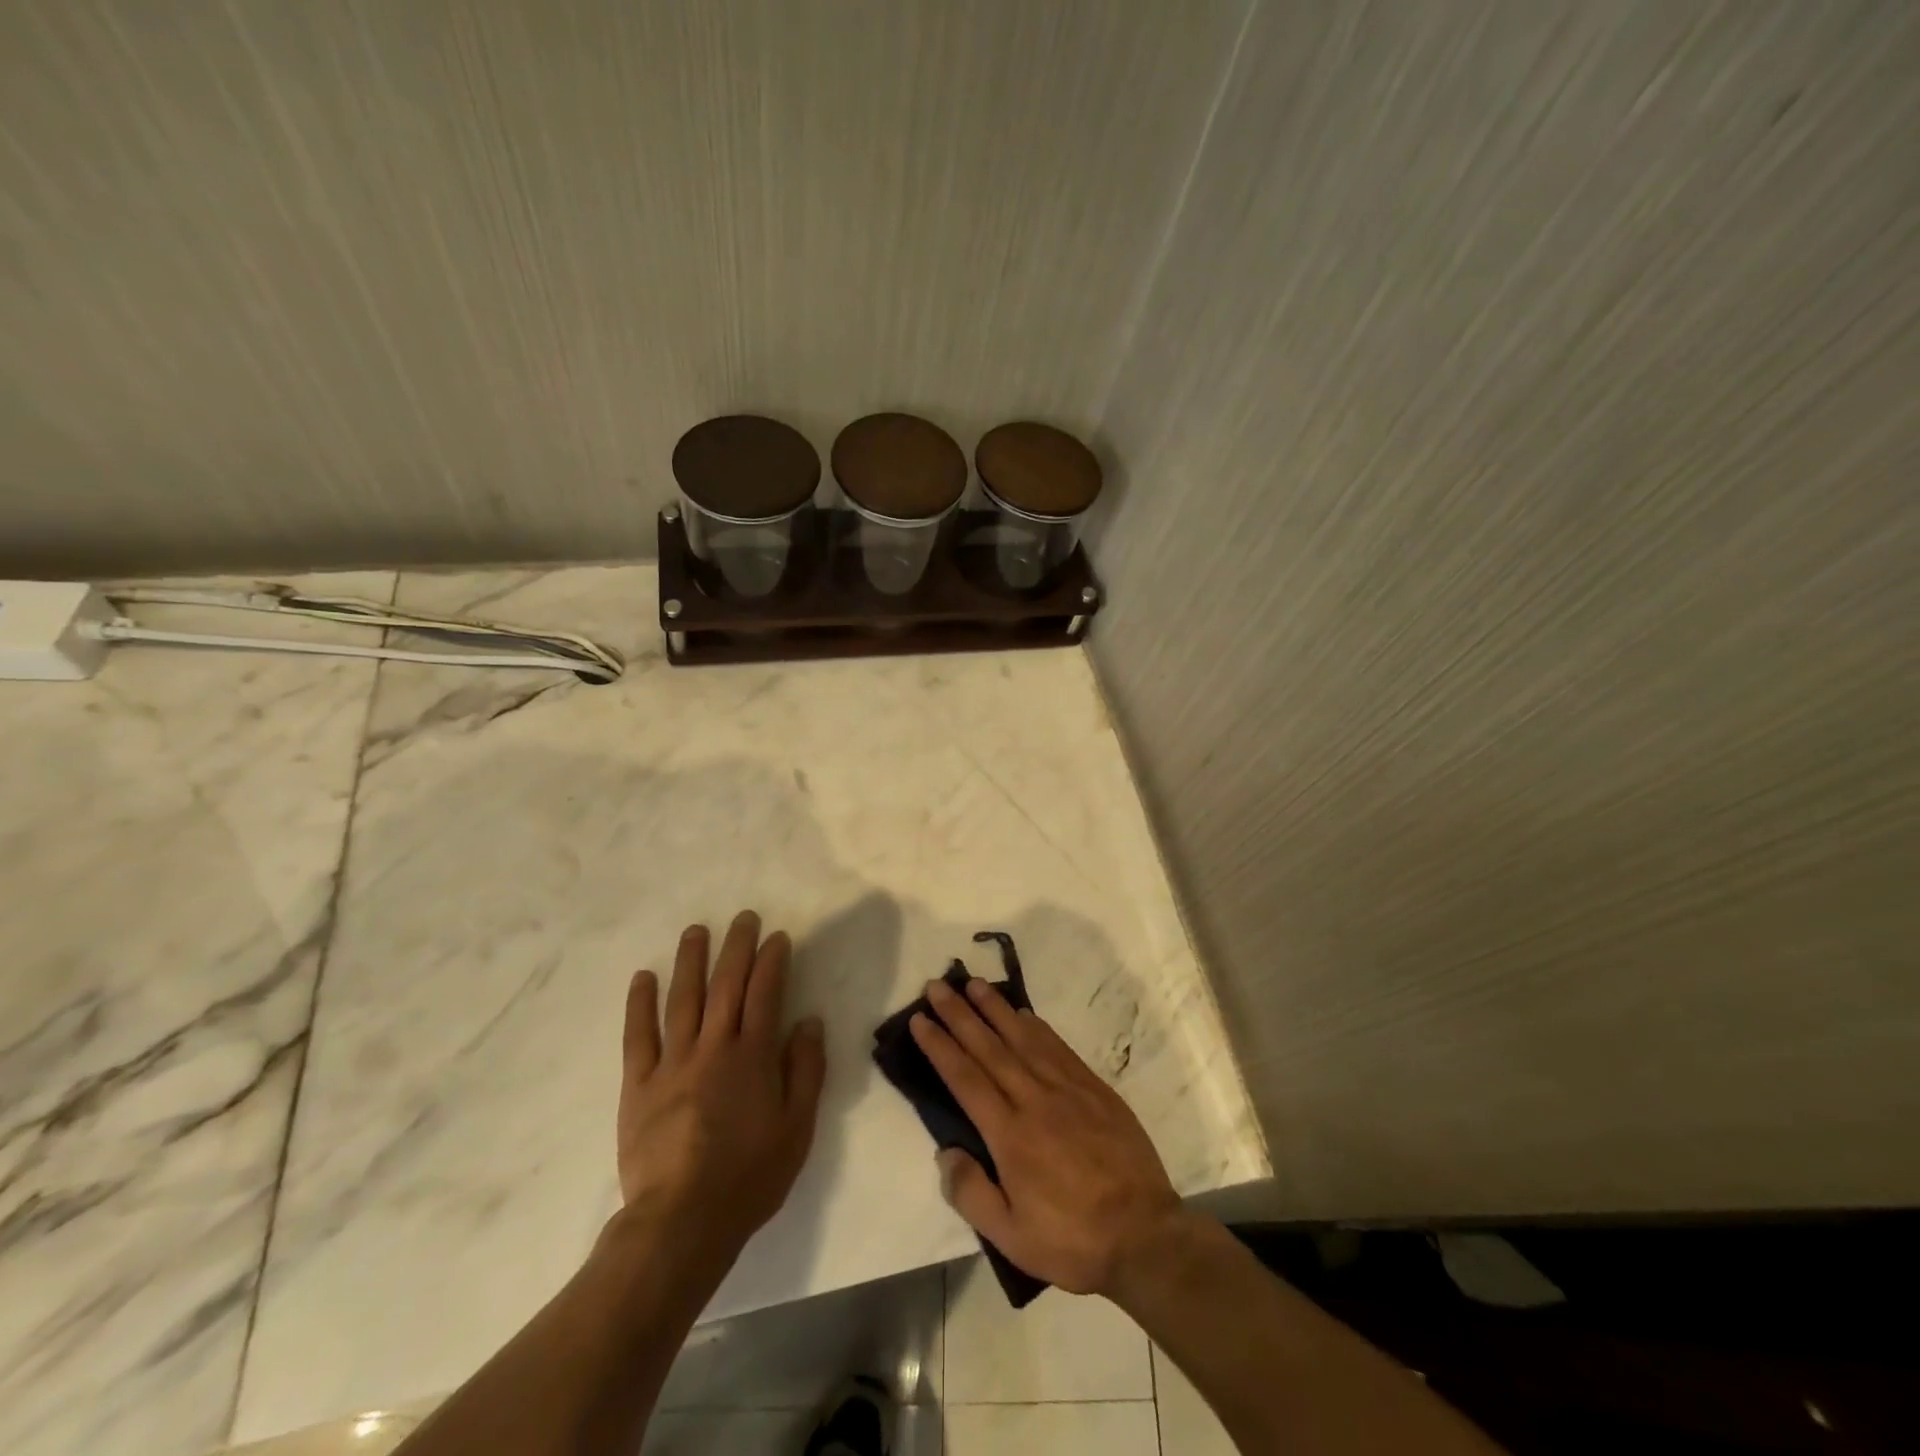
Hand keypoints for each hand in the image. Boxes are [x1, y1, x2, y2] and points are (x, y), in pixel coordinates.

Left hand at [617, 911, 826, 1260]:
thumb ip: (805, 1070)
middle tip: (743, 918)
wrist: (681, 1222)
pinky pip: (639, 1036)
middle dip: (737, 947)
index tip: (777, 936)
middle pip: (726, 986)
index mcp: (753, 1056)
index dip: (772, 961)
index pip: (766, 994)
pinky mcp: (639, 1085)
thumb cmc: (749, 1176)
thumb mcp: (797, 1128)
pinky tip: (643, 977)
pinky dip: (640, 1004)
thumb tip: (809, 1022)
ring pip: (683, 1000)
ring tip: (696, 930)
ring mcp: (673, 1063)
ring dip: (691, 961)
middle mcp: (714, 1047)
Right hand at [910, 977, 1182, 1296]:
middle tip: (938, 986)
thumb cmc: (1072, 1240)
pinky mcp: (1093, 1087)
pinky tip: (1023, 1012)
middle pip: (989, 1047)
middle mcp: (1034, 1100)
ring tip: (975, 985)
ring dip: (996, 1009)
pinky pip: (1057, 1046)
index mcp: (1009, 1135)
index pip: (965, 1078)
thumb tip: (945, 1152)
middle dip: (960, 1015)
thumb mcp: (1011, 1238)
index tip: (920, 1020)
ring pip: (1023, 1038)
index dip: (940, 1046)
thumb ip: (971, 1194)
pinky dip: (1036, 1025)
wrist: (1144, 1234)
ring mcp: (1067, 1088)